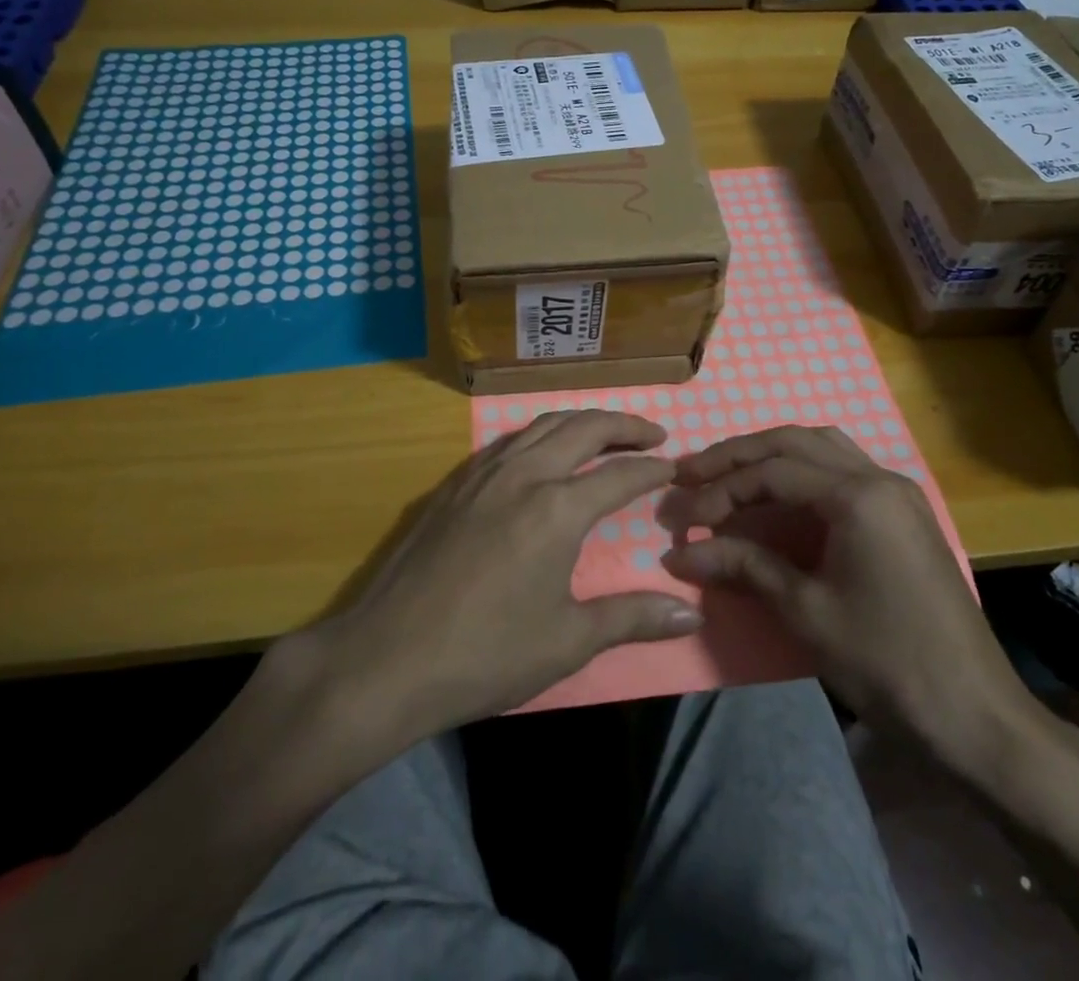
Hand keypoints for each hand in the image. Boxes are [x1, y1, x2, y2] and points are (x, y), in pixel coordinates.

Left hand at [320, 411, 700, 737]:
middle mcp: (524, 474)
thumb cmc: (485, 654)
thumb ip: (632, 618)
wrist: (386, 658)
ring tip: (605, 433)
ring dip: (581, 421)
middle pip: (583, 428)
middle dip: (624, 426)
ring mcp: (483, 473)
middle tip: (653, 434)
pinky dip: (540, 434)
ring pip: (542, 424)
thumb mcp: (568, 641)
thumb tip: (691, 617)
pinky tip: (541, 453)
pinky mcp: (453, 483)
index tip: (674, 467)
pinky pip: (509, 440)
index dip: (651, 469)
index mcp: (557, 508)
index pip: (620, 474)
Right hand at [662, 426, 1039, 782]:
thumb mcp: (805, 612)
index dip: (721, 489)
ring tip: (729, 474)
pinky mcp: (903, 512)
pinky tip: (780, 491)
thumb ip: (742, 567)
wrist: (975, 716)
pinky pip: (842, 467)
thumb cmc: (886, 662)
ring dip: (771, 454)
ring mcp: (897, 492)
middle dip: (737, 456)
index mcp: (859, 496)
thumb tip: (678, 552)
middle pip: (794, 442)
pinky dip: (802, 469)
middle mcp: (879, 477)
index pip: (773, 471)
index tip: (684, 517)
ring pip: (821, 446)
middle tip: (691, 473)